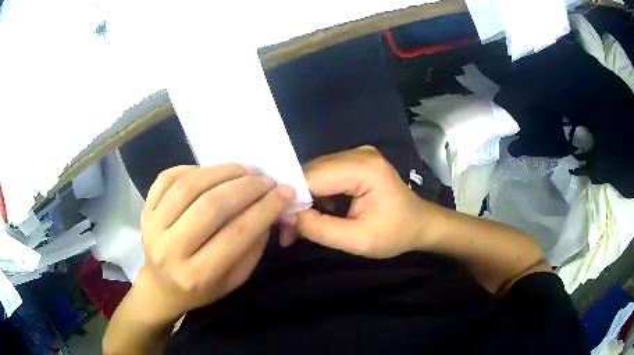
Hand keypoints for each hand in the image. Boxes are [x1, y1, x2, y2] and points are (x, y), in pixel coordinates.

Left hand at [137, 164, 294, 323]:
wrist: (161, 288)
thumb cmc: (202, 289)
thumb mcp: (235, 280)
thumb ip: (252, 246)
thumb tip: (269, 208)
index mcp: (197, 275)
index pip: (236, 235)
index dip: (264, 209)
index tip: (284, 192)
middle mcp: (171, 250)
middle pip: (210, 206)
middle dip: (245, 187)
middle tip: (265, 179)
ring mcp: (153, 227)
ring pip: (188, 187)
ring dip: (221, 171)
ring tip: (243, 169)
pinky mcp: (144, 211)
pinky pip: (166, 178)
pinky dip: (191, 169)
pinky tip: (210, 172)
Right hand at [294, 146, 445, 257]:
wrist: (421, 224)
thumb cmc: (396, 234)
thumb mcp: (359, 241)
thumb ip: (321, 229)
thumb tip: (288, 216)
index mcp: (364, 168)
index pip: (313, 177)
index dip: (292, 199)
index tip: (281, 226)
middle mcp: (357, 153)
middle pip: (311, 172)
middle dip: (295, 201)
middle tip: (287, 231)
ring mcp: (356, 154)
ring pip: (314, 173)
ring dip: (303, 199)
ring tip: (297, 226)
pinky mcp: (355, 162)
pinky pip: (324, 175)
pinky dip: (315, 195)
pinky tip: (314, 213)